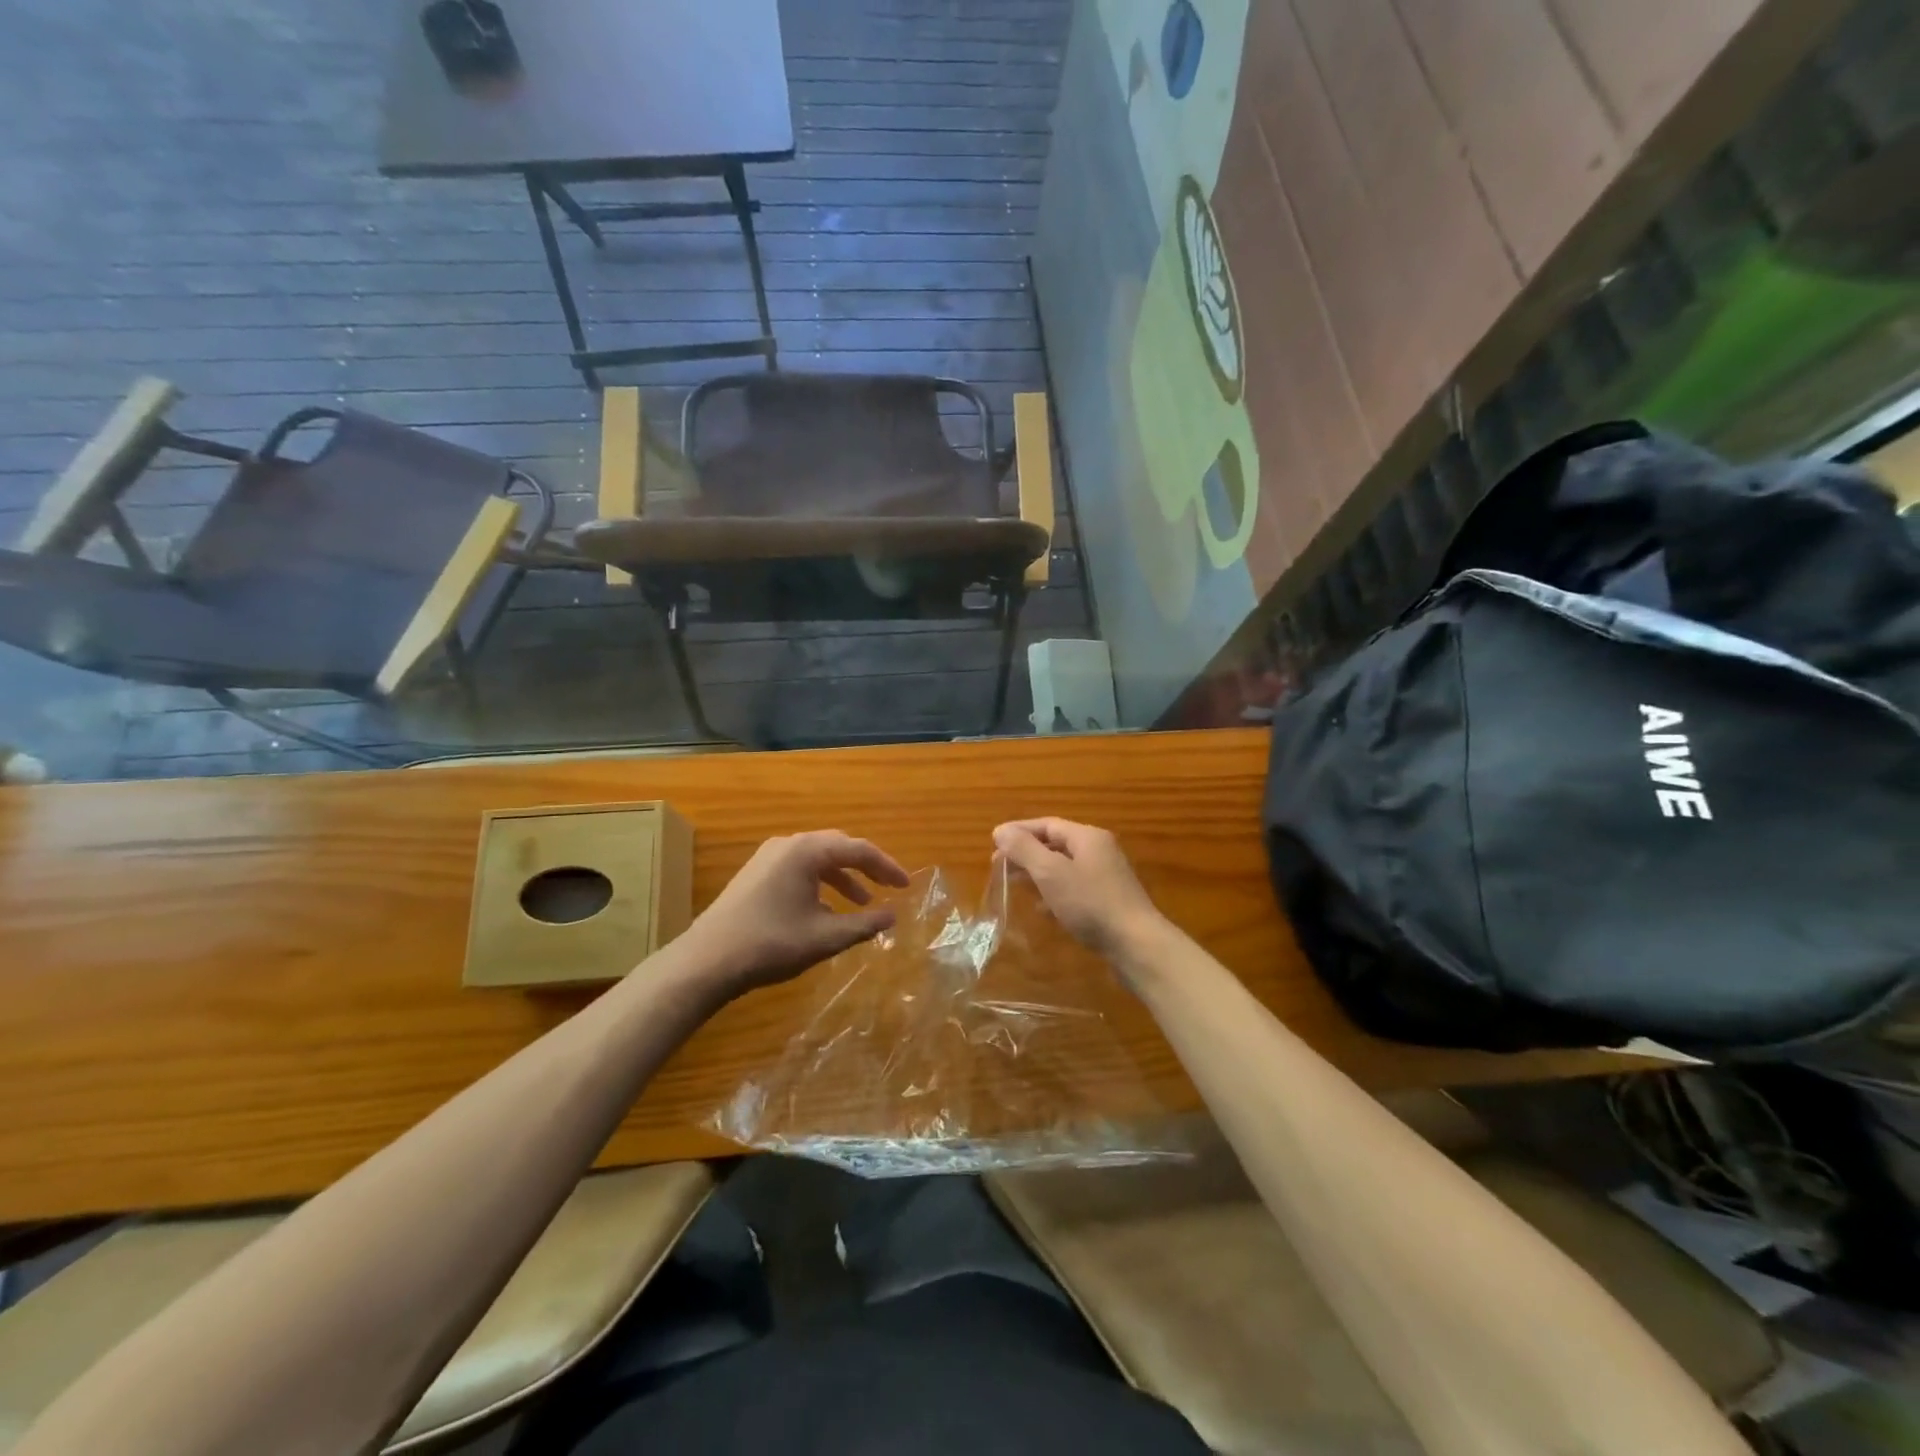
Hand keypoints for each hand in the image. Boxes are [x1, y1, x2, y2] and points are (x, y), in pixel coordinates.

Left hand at [680, 830, 910, 994]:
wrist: (707, 961)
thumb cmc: (771, 944)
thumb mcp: (825, 937)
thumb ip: (864, 924)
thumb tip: (893, 915)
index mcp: (807, 851)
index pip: (859, 850)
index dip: (887, 867)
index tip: (906, 885)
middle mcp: (788, 844)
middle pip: (838, 847)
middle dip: (866, 867)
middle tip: (889, 887)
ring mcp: (768, 857)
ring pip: (817, 859)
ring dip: (842, 878)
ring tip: (862, 903)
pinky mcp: (756, 874)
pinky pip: (799, 869)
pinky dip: (820, 884)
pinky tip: (826, 911)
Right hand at [991, 818, 1167, 960]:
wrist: (1136, 944)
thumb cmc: (1091, 903)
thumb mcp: (1051, 873)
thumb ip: (1024, 849)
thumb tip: (1000, 830)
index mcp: (1088, 837)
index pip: (1047, 824)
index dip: (1019, 831)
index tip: (993, 841)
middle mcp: (1099, 851)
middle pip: (1056, 845)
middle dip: (1026, 853)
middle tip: (998, 865)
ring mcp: (1106, 877)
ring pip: (1064, 868)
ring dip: (1037, 874)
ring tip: (1013, 884)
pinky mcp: (1107, 902)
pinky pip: (1074, 889)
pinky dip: (1054, 893)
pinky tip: (1041, 909)